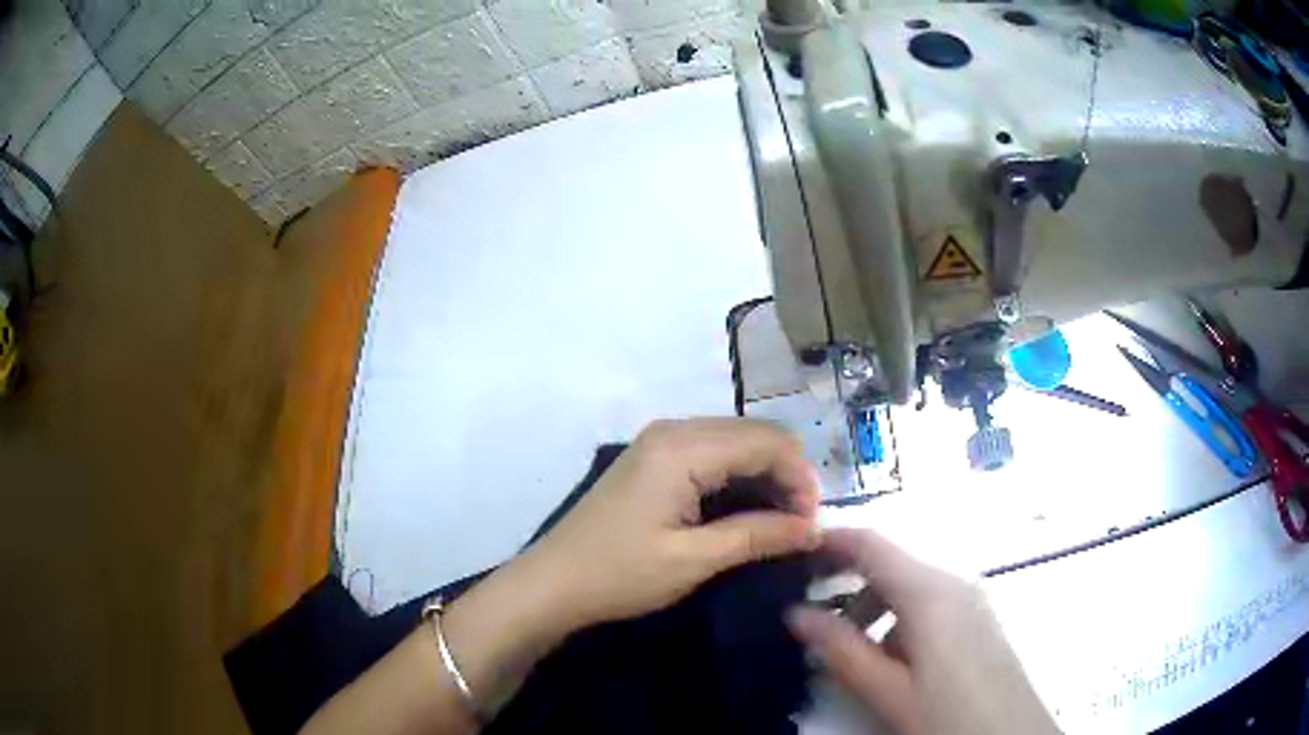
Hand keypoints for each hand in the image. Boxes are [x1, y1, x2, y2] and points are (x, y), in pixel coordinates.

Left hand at [521, 418, 821, 630]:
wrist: (553, 583)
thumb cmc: (620, 574)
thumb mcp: (694, 560)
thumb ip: (758, 536)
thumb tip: (814, 528)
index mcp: (683, 448)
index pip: (767, 442)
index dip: (800, 478)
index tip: (811, 524)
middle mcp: (674, 430)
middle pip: (753, 435)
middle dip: (786, 475)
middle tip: (799, 525)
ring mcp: (660, 441)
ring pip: (735, 443)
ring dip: (764, 476)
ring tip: (778, 523)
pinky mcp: (653, 458)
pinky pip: (712, 454)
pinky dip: (738, 477)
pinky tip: (746, 510)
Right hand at [786, 529, 1058, 734]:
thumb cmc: (948, 715)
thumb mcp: (888, 691)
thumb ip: (841, 650)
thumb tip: (796, 614)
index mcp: (930, 593)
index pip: (872, 544)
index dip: (831, 541)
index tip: (792, 554)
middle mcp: (953, 583)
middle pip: (891, 564)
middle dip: (847, 584)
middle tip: (809, 616)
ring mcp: (970, 599)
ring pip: (910, 586)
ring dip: (872, 606)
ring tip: (847, 649)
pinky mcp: (978, 619)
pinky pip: (930, 603)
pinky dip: (899, 619)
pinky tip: (889, 659)